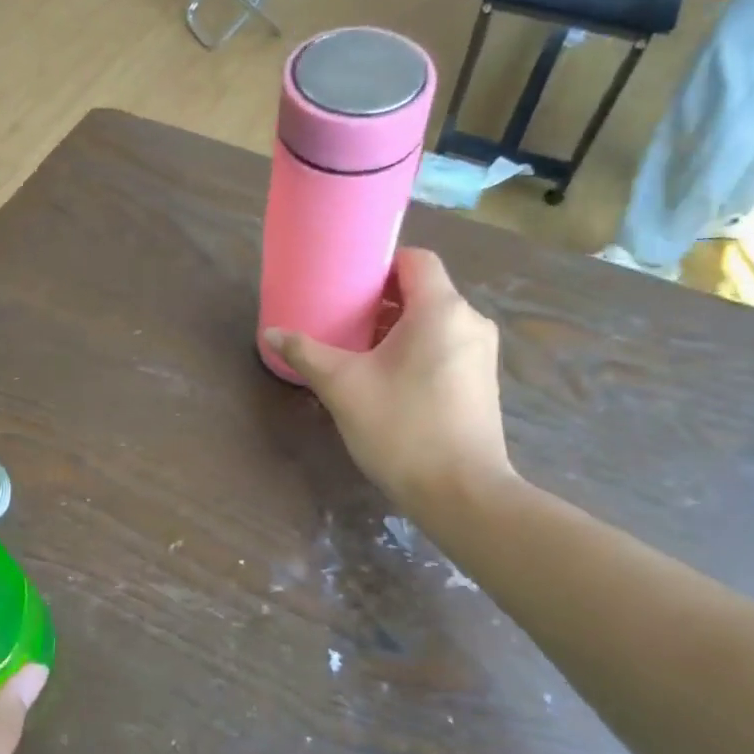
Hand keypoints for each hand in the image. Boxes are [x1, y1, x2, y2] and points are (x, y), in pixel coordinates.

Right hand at [264, 248, 516, 516]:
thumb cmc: (402, 428)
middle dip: (383, 300)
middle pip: (424, 291)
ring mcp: (481, 354)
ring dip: (398, 328)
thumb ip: (307, 354)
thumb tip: (271, 333)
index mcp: (441, 310)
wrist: (462, 493)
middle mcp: (470, 322)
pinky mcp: (482, 382)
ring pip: (435, 322)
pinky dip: (417, 350)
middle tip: (343, 317)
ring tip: (360, 350)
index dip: (380, 263)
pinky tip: (388, 379)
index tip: (348, 281)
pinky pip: (446, 347)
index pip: (416, 260)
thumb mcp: (343, 387)